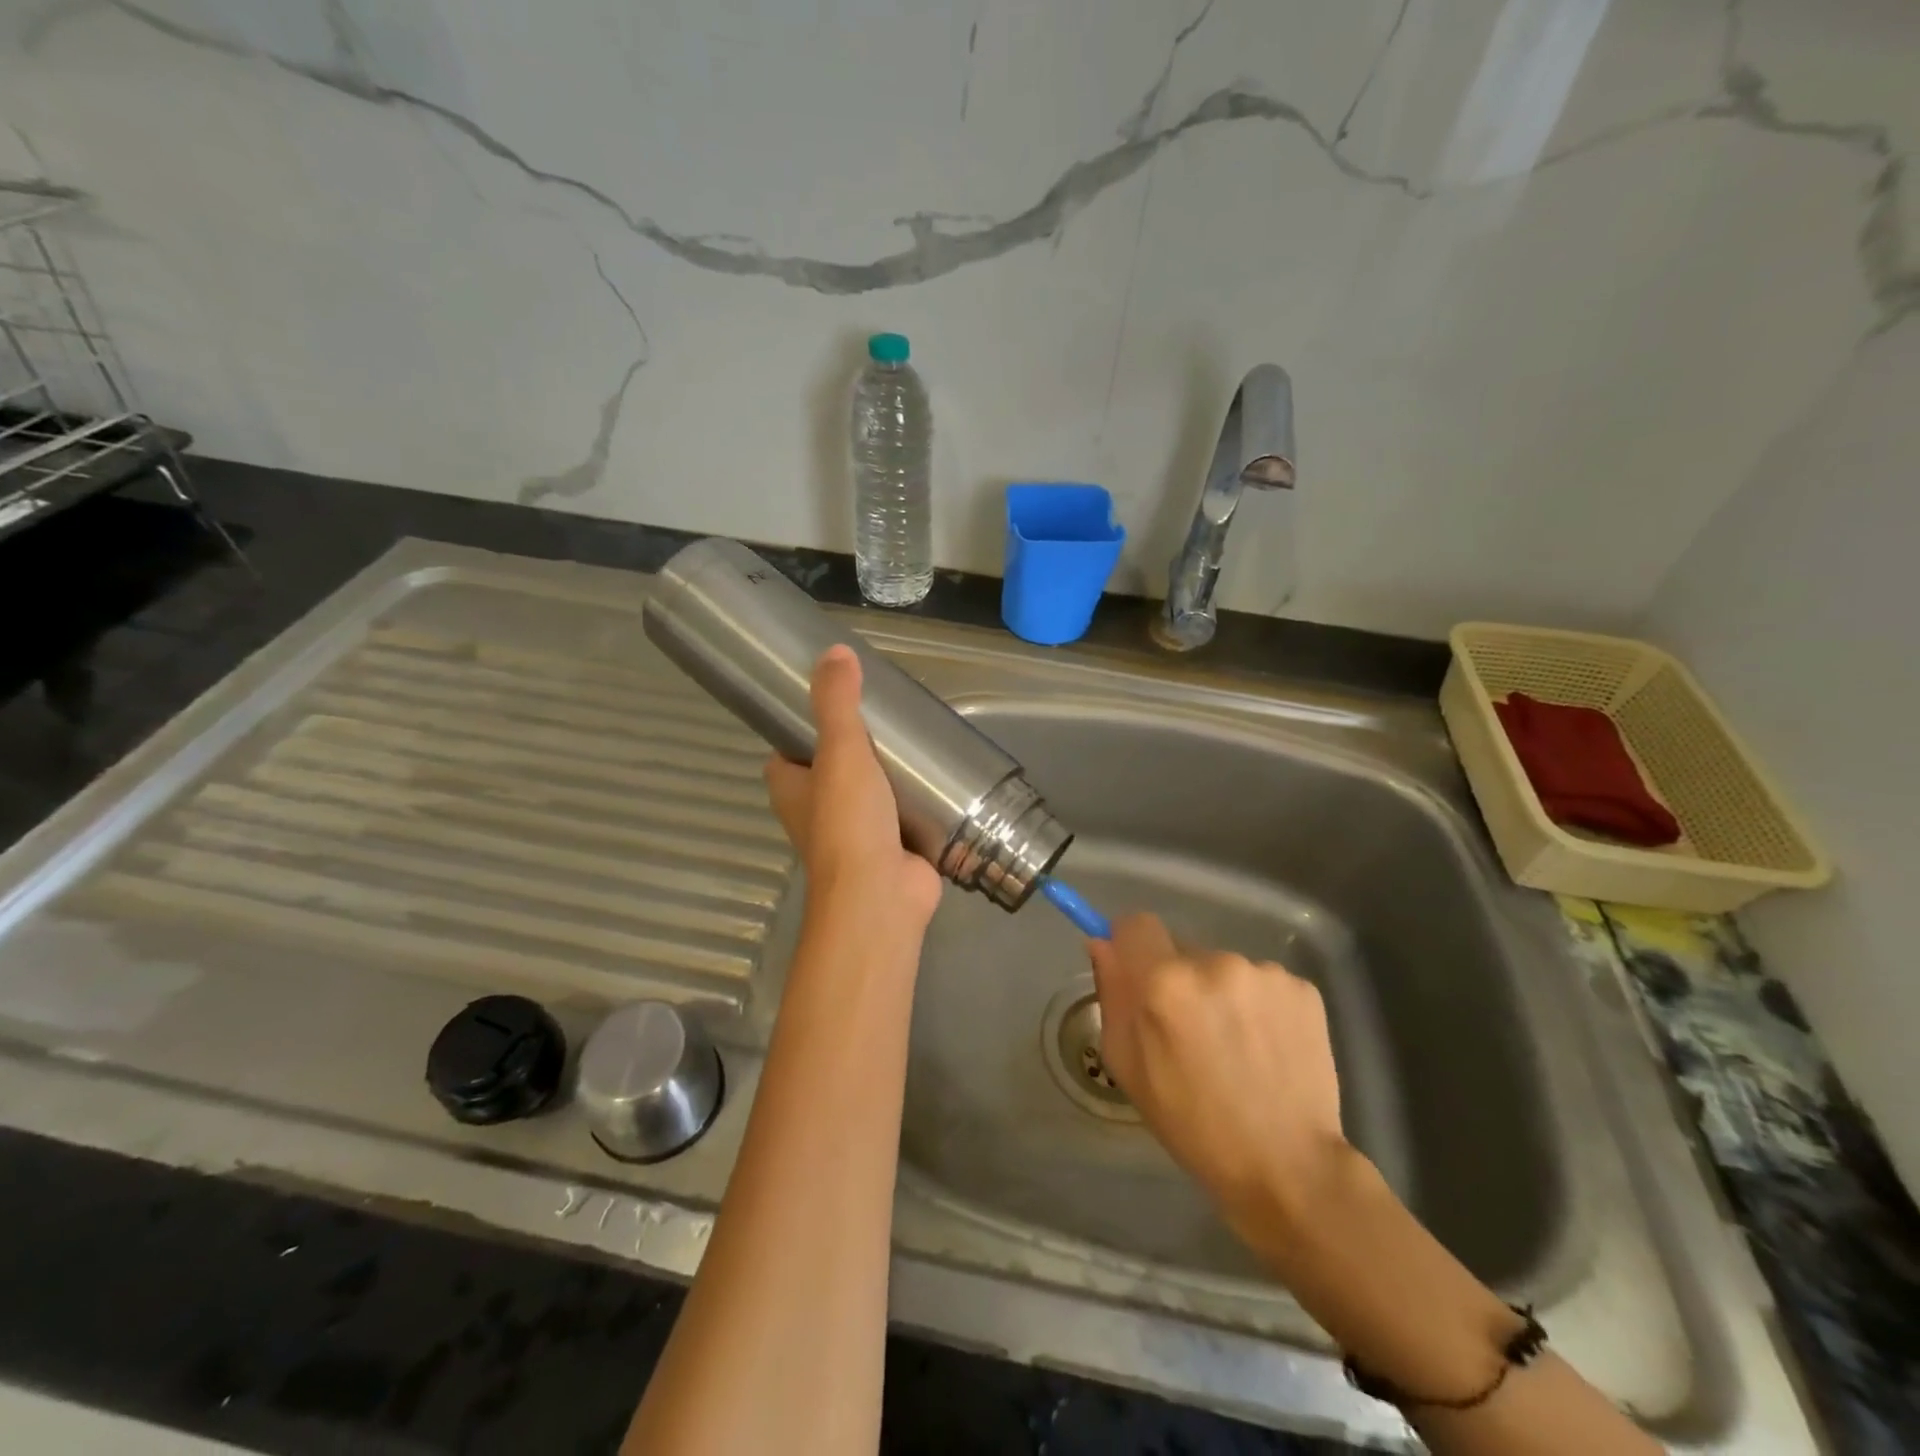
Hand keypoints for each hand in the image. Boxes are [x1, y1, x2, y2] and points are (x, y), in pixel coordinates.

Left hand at [764, 645, 942, 930]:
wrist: (881, 896)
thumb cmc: (848, 823)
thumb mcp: (840, 752)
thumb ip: (837, 703)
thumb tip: (834, 650)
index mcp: (792, 790)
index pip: (788, 750)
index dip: (803, 727)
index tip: (834, 701)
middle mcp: (817, 812)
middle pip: (833, 769)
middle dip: (857, 746)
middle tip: (888, 714)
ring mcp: (856, 833)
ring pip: (870, 791)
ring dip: (889, 773)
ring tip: (917, 737)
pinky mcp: (892, 848)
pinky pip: (902, 814)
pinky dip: (916, 799)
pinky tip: (940, 776)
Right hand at [1088, 913, 1349, 1236]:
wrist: (1288, 1165)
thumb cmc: (1192, 1123)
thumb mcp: (1127, 1064)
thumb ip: (1112, 994)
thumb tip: (1103, 943)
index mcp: (1164, 982)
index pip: (1136, 924)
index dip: (1133, 948)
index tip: (1140, 977)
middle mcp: (1215, 963)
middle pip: (1182, 950)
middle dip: (1180, 981)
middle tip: (1192, 1033)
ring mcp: (1264, 973)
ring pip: (1224, 968)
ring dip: (1222, 995)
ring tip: (1236, 1048)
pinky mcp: (1303, 988)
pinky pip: (1263, 983)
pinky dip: (1259, 1007)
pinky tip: (1267, 1048)